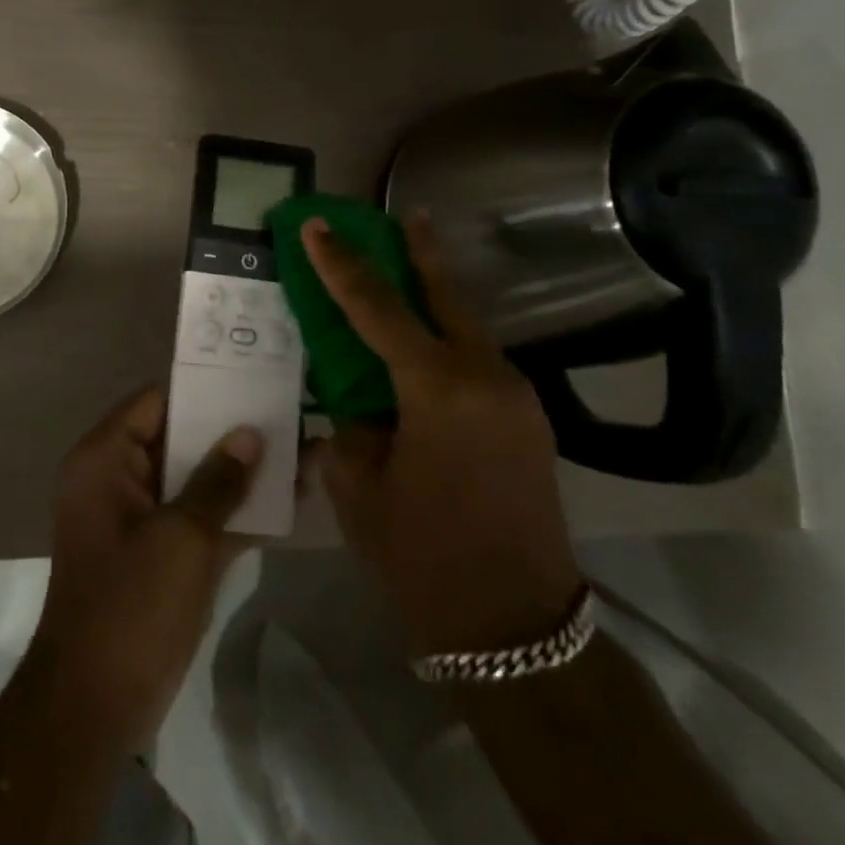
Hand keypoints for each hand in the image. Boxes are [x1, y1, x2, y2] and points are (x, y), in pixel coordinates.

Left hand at [31, 387, 261, 751]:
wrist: (95, 705)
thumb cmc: (131, 605)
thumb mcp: (181, 537)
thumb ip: (219, 481)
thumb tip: (250, 434)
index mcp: (106, 459)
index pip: (156, 402)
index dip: (203, 390)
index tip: (253, 381)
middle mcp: (118, 478)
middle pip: (179, 438)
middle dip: (231, 432)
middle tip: (288, 415)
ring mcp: (140, 518)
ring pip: (194, 480)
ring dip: (240, 473)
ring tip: (300, 451)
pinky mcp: (159, 554)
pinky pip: (199, 518)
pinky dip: (235, 512)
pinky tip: (289, 503)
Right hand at [304, 214, 581, 654]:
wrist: (517, 629)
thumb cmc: (423, 557)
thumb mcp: (359, 486)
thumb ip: (352, 424)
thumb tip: (355, 397)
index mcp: (438, 391)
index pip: (378, 309)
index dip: (342, 265)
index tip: (318, 226)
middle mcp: (485, 377)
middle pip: (445, 295)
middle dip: (418, 252)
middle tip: (399, 215)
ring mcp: (515, 396)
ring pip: (466, 325)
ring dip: (434, 296)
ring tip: (407, 268)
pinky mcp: (526, 418)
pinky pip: (478, 359)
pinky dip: (447, 337)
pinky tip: (425, 343)